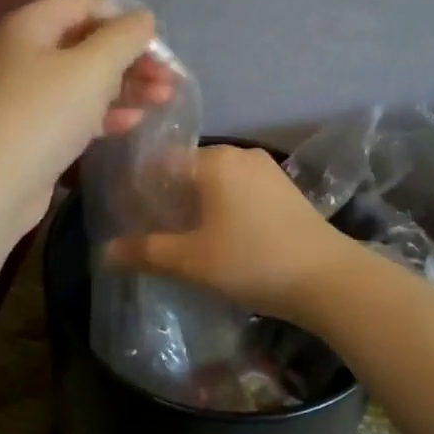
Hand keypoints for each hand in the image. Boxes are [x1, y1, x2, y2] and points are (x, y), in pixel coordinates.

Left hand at [0, 0, 176, 234]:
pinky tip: (135, 122)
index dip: (123, 19)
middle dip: (131, 58)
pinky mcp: (34, 132)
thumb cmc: (45, 113)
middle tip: (170, 77)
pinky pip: (75, 113)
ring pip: (85, 82)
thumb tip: (144, 18)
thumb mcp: (93, 67)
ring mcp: (27, 96)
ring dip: (126, 87)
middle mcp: (25, 55)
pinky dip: (105, 114)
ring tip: (165, 99)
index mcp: (31, 26)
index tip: (157, 44)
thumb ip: (124, 37)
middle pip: (87, 45)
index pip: (84, 6)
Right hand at [103, 145, 358, 322]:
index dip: (141, 192)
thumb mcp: (191, 260)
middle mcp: (240, 154)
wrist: (328, 279)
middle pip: (188, 171)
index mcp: (213, 160)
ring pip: (216, 182)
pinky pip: (240, 191)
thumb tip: (105, 253)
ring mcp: (268, 170)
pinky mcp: (286, 190)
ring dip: (197, 206)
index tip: (131, 220)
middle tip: (155, 234)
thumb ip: (146, 252)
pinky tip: (223, 238)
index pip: (161, 164)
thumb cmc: (251, 261)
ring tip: (186, 240)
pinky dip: (224, 208)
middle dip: (169, 199)